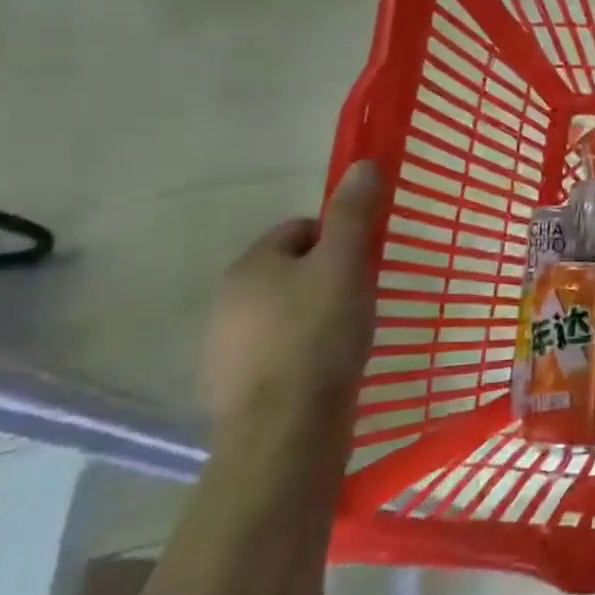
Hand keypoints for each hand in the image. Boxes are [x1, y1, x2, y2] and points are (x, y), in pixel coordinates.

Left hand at [204, 161, 381, 432]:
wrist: (286, 431)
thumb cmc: (319, 335)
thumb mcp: (346, 264)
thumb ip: (354, 214)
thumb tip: (362, 163)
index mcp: (251, 266)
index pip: (300, 229)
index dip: (338, 237)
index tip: (366, 261)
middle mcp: (228, 302)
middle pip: (291, 270)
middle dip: (328, 277)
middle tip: (363, 297)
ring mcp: (228, 348)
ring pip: (285, 312)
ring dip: (317, 315)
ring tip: (351, 335)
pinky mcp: (239, 388)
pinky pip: (280, 351)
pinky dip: (305, 352)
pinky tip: (329, 368)